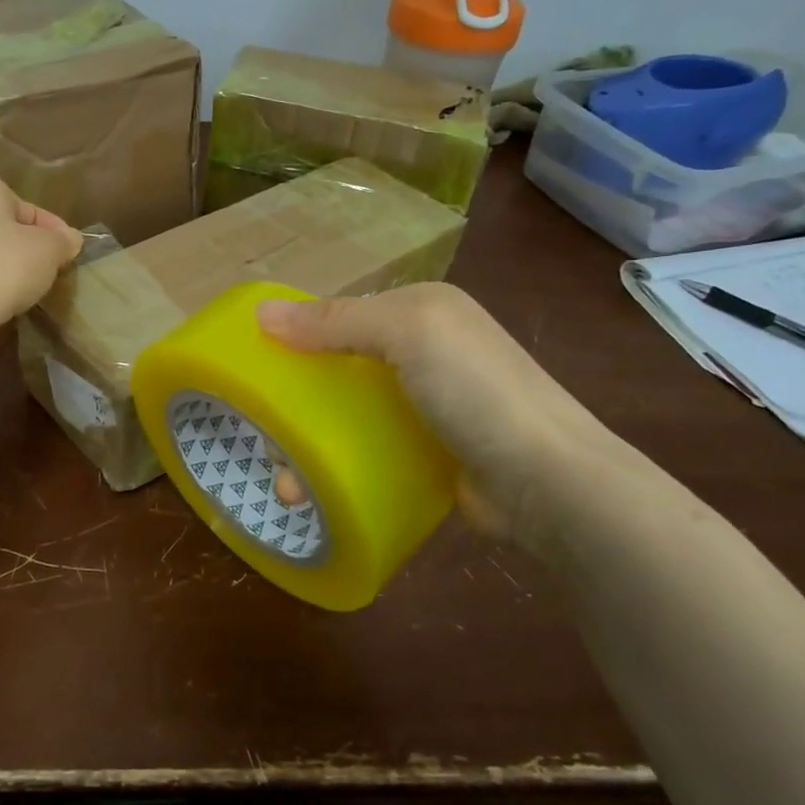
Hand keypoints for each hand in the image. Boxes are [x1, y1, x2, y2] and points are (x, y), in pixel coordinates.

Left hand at [0, 175, 82, 343]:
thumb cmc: (3, 266)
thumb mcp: (48, 250)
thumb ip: (62, 241)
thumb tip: (70, 239)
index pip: (28, 208)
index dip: (54, 231)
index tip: (69, 253)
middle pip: (2, 227)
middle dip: (26, 247)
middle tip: (48, 270)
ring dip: (3, 266)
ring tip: (24, 289)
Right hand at [258, 283, 615, 541]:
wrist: (550, 483)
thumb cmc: (475, 392)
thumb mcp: (408, 333)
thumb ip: (336, 320)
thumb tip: (262, 313)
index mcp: (420, 310)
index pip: (340, 313)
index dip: (295, 336)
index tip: (254, 372)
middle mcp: (423, 351)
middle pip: (336, 369)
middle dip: (296, 405)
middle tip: (270, 444)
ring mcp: (426, 406)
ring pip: (346, 415)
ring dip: (308, 448)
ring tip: (289, 488)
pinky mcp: (427, 453)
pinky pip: (367, 450)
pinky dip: (337, 468)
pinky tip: (314, 495)